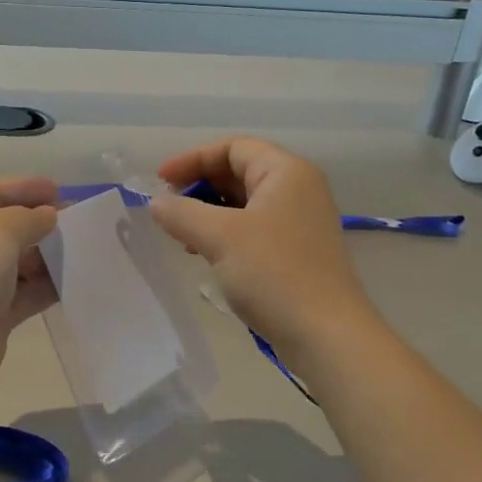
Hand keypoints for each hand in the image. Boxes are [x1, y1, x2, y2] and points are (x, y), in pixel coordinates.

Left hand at [0, 176, 59, 400]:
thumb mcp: (1, 228)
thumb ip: (30, 217)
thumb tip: (47, 216)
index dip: (22, 187)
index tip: (59, 191)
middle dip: (36, 223)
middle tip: (74, 222)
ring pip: (11, 262)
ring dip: (44, 256)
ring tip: (80, 251)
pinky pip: (20, 293)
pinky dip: (43, 287)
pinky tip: (73, 281)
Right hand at [149, 137, 373, 350]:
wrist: (325, 334)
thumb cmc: (273, 273)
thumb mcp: (219, 237)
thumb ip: (182, 213)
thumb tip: (157, 203)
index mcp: (286, 172)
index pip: (233, 147)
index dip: (193, 159)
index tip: (160, 180)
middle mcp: (298, 189)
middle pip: (240, 172)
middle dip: (200, 186)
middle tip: (168, 208)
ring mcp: (300, 222)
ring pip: (245, 204)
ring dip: (209, 213)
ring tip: (181, 235)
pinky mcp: (297, 252)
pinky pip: (253, 229)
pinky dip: (225, 234)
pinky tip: (205, 254)